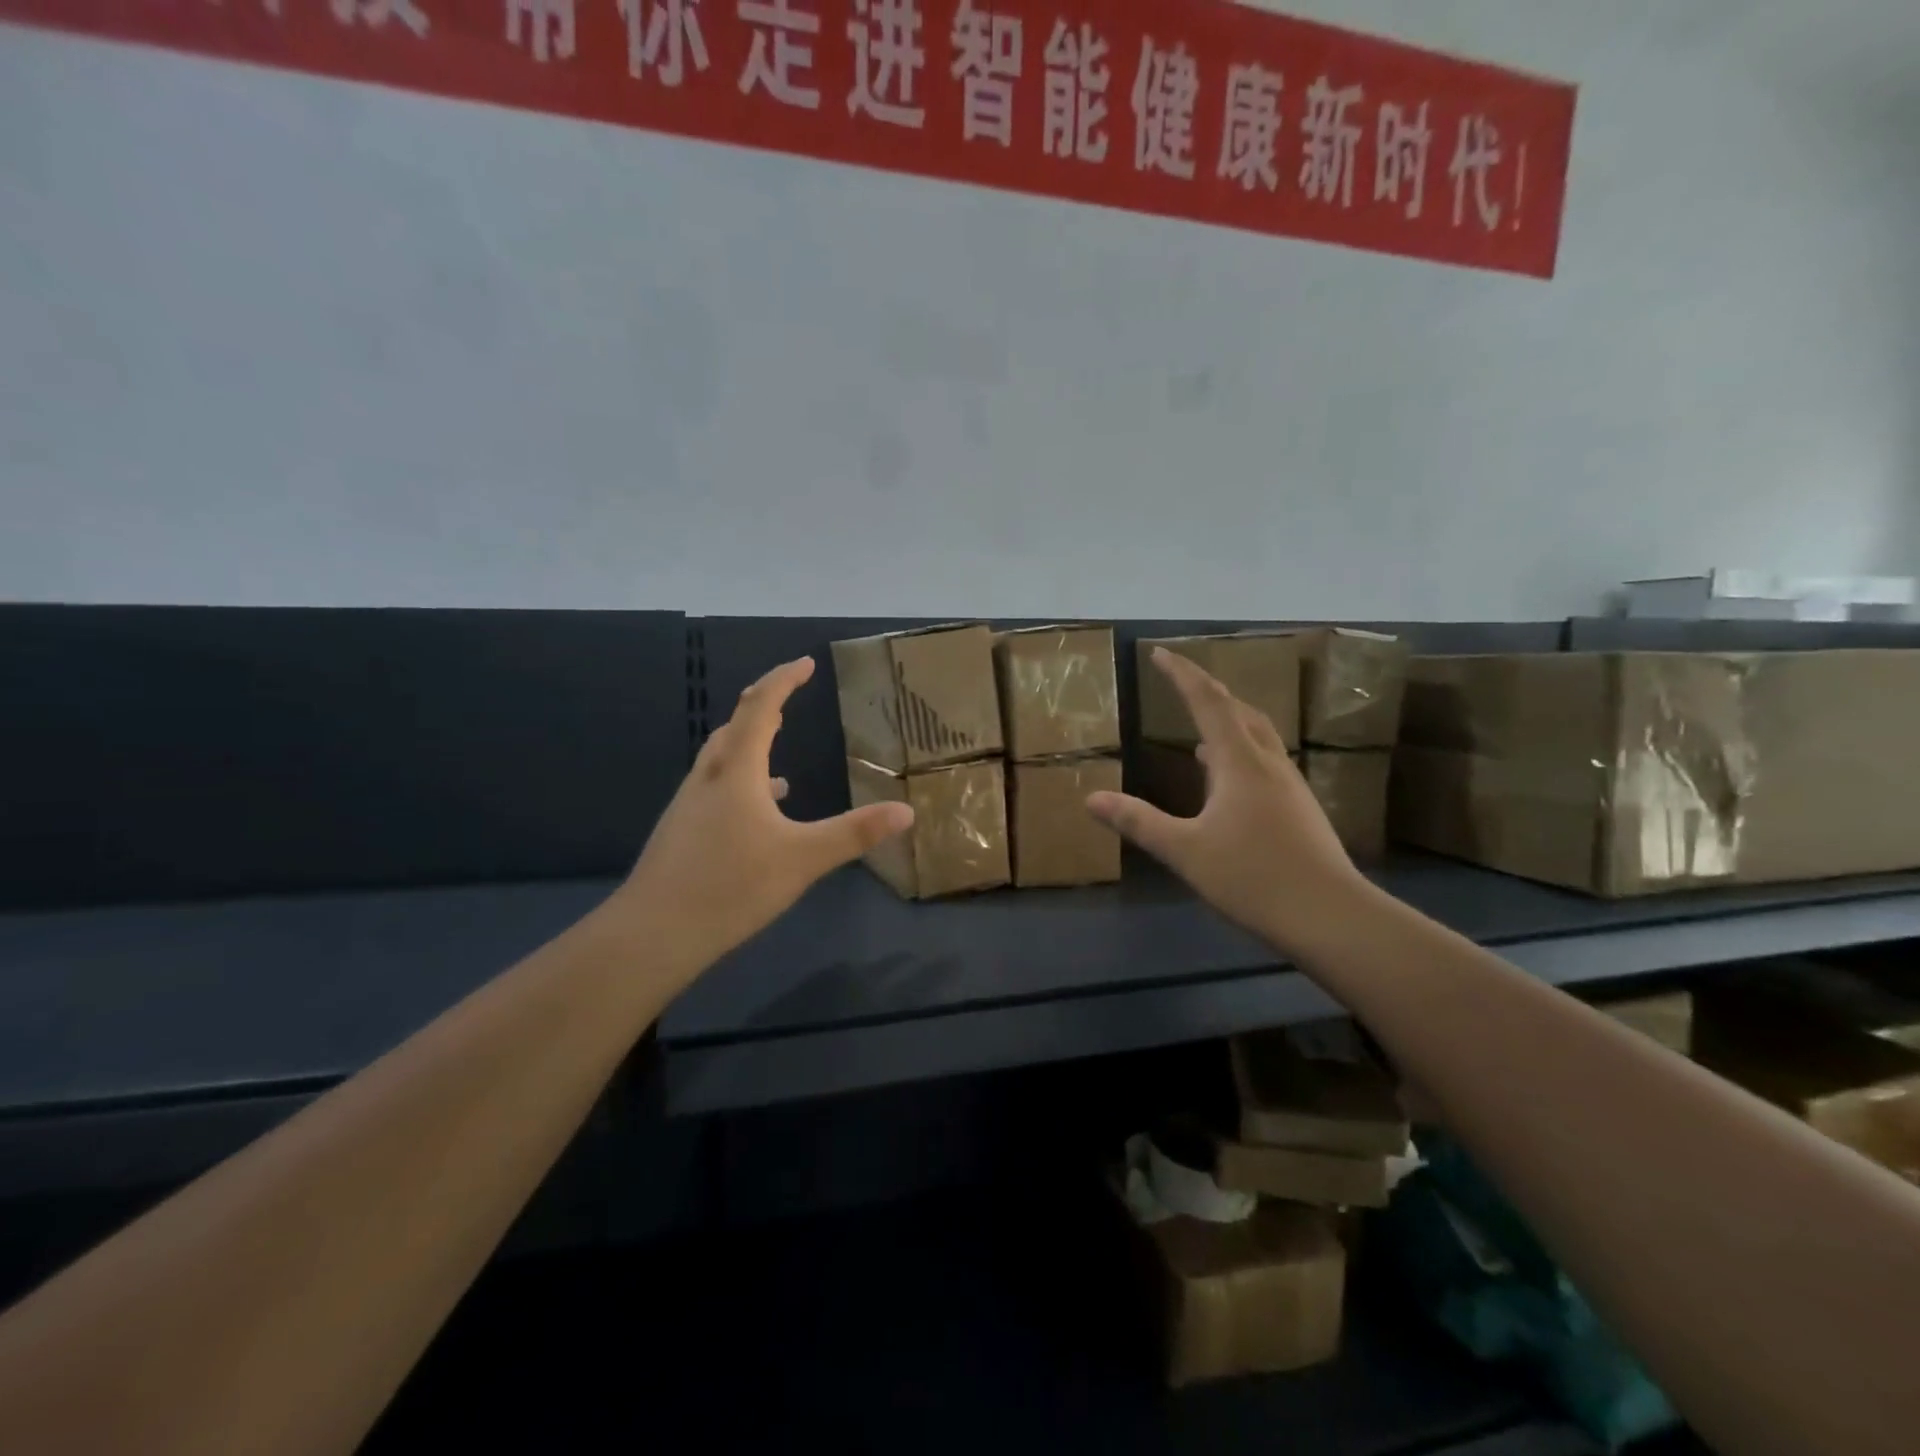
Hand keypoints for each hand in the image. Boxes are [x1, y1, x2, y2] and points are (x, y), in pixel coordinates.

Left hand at [613, 656, 914, 980]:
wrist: (653, 933)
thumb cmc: (732, 886)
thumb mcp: (803, 859)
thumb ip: (855, 833)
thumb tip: (906, 811)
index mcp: (738, 771)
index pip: (761, 708)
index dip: (783, 680)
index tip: (806, 663)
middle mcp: (709, 778)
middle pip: (734, 726)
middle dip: (763, 705)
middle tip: (788, 695)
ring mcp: (689, 804)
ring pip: (721, 759)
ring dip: (749, 744)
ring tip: (777, 752)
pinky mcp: (681, 831)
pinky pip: (716, 788)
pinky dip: (740, 783)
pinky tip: (758, 813)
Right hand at [1088, 648, 1369, 956]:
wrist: (1331, 916)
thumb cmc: (1253, 877)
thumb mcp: (1185, 851)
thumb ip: (1138, 822)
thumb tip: (1090, 799)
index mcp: (1239, 762)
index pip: (1207, 702)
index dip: (1182, 674)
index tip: (1159, 653)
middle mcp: (1268, 763)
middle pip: (1238, 710)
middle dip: (1207, 692)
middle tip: (1181, 684)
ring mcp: (1289, 785)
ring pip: (1257, 736)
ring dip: (1228, 722)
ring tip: (1201, 732)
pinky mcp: (1299, 808)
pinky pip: (1265, 761)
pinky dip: (1240, 753)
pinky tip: (1228, 781)